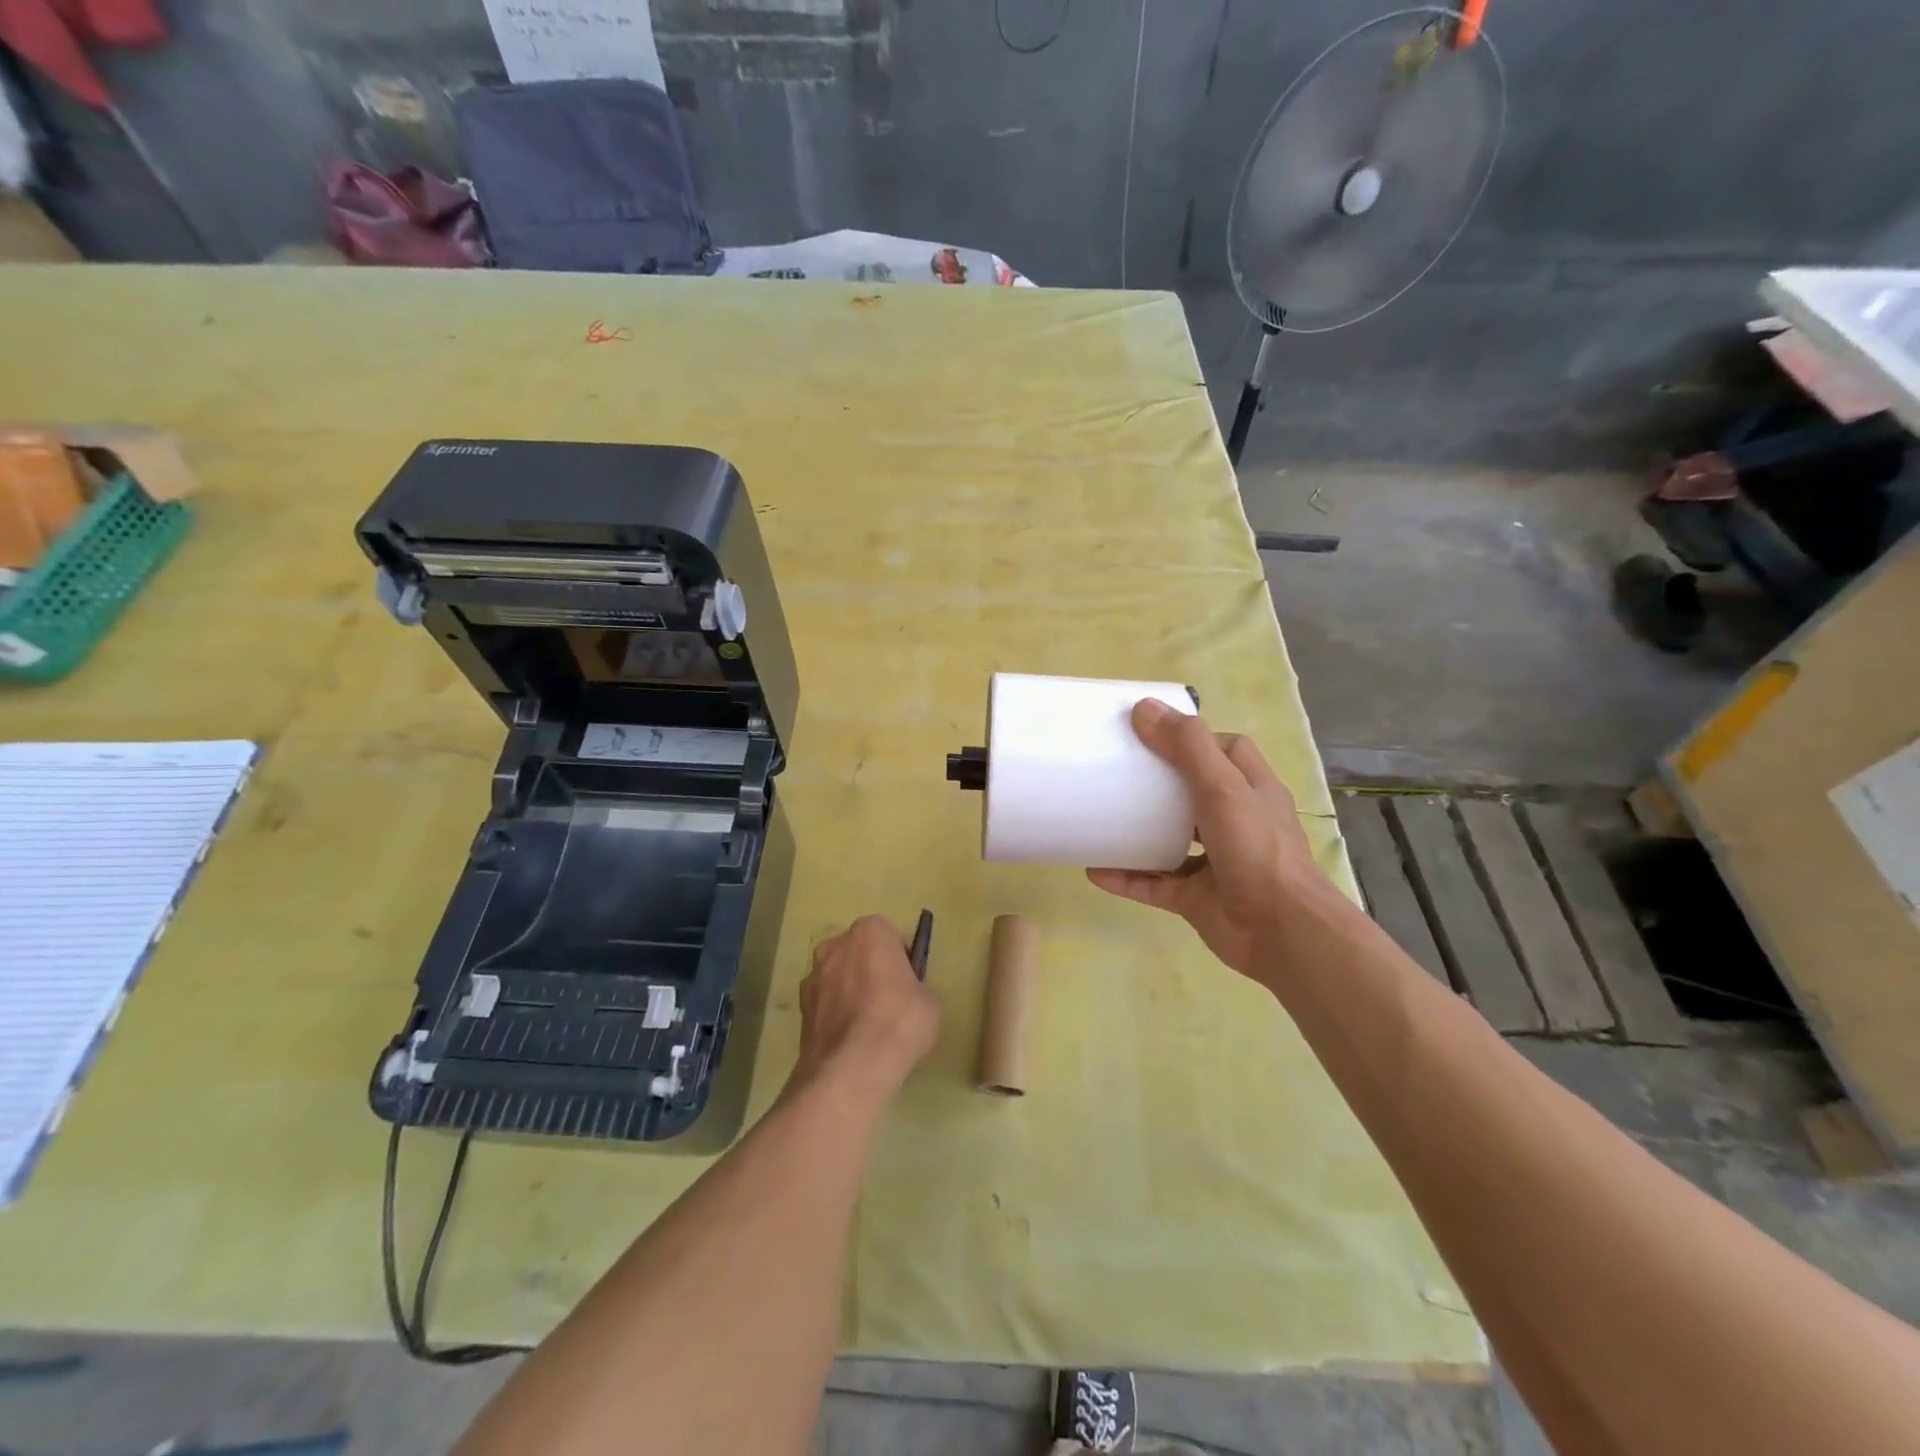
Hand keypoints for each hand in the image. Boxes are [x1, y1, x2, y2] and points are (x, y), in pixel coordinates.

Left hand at [791, 915, 941, 1107]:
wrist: (850, 1069)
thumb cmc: (898, 1022)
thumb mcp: (931, 1002)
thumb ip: (917, 987)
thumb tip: (908, 996)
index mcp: (870, 931)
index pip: (891, 936)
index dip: (902, 959)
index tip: (910, 983)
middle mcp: (835, 945)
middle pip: (860, 953)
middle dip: (872, 970)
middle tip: (890, 1003)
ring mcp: (812, 976)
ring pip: (839, 978)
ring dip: (851, 993)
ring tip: (868, 1028)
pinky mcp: (800, 1008)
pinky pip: (826, 1004)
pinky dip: (836, 1016)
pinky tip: (850, 1042)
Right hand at [1087, 699, 1334, 978]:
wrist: (1281, 932)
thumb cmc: (1257, 849)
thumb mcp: (1223, 787)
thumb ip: (1187, 747)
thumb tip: (1144, 708)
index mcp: (1251, 790)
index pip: (1227, 751)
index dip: (1194, 739)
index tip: (1153, 734)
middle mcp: (1235, 822)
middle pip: (1193, 792)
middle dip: (1158, 782)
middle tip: (1116, 771)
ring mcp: (1215, 862)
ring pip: (1171, 839)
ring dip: (1139, 830)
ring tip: (1102, 815)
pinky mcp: (1196, 897)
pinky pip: (1154, 883)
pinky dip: (1126, 877)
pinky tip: (1094, 870)